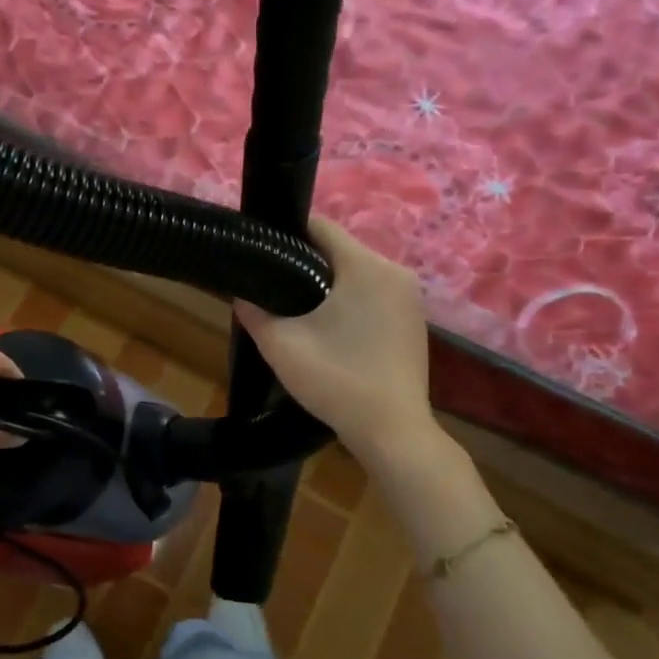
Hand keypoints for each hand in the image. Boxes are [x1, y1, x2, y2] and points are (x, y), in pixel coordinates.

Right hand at [235, 217, 440, 473]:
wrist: (392, 431)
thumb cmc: (336, 379)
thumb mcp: (280, 345)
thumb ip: (254, 311)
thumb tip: (243, 294)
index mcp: (366, 266)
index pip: (321, 227)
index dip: (287, 235)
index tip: (263, 254)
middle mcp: (395, 272)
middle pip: (340, 251)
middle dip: (306, 264)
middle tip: (274, 290)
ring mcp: (411, 298)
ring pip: (358, 275)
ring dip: (329, 286)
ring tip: (299, 312)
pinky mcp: (415, 322)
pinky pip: (375, 296)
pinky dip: (351, 304)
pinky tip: (332, 332)